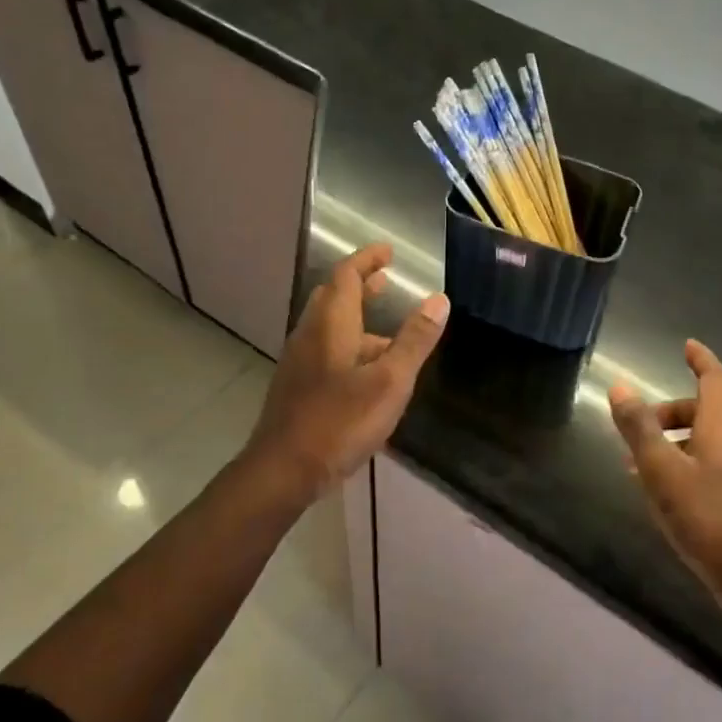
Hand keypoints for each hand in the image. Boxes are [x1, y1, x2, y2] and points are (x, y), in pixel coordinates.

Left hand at [245, 243, 448, 499]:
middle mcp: (310, 335)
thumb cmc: (340, 421)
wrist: (284, 470)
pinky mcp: (297, 387)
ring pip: (328, 326)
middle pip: (333, 297)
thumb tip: (438, 299)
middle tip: (386, 281)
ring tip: (387, 331)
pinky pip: (325, 350)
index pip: (347, 275)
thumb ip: (415, 340)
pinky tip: (367, 372)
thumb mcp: (390, 381)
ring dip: (356, 318)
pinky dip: (348, 345)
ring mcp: (299, 362)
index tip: (388, 252)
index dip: (367, 259)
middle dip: (360, 285)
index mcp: (331, 324)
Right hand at [609, 340, 721, 622]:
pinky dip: (679, 466)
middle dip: (668, 411)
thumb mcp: (662, 470)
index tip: (686, 346)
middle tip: (635, 426)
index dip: (701, 360)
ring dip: (670, 442)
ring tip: (634, 465)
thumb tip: (620, 386)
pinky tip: (658, 494)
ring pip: (702, 442)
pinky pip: (705, 467)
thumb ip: (639, 428)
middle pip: (703, 411)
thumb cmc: (707, 517)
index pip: (714, 380)